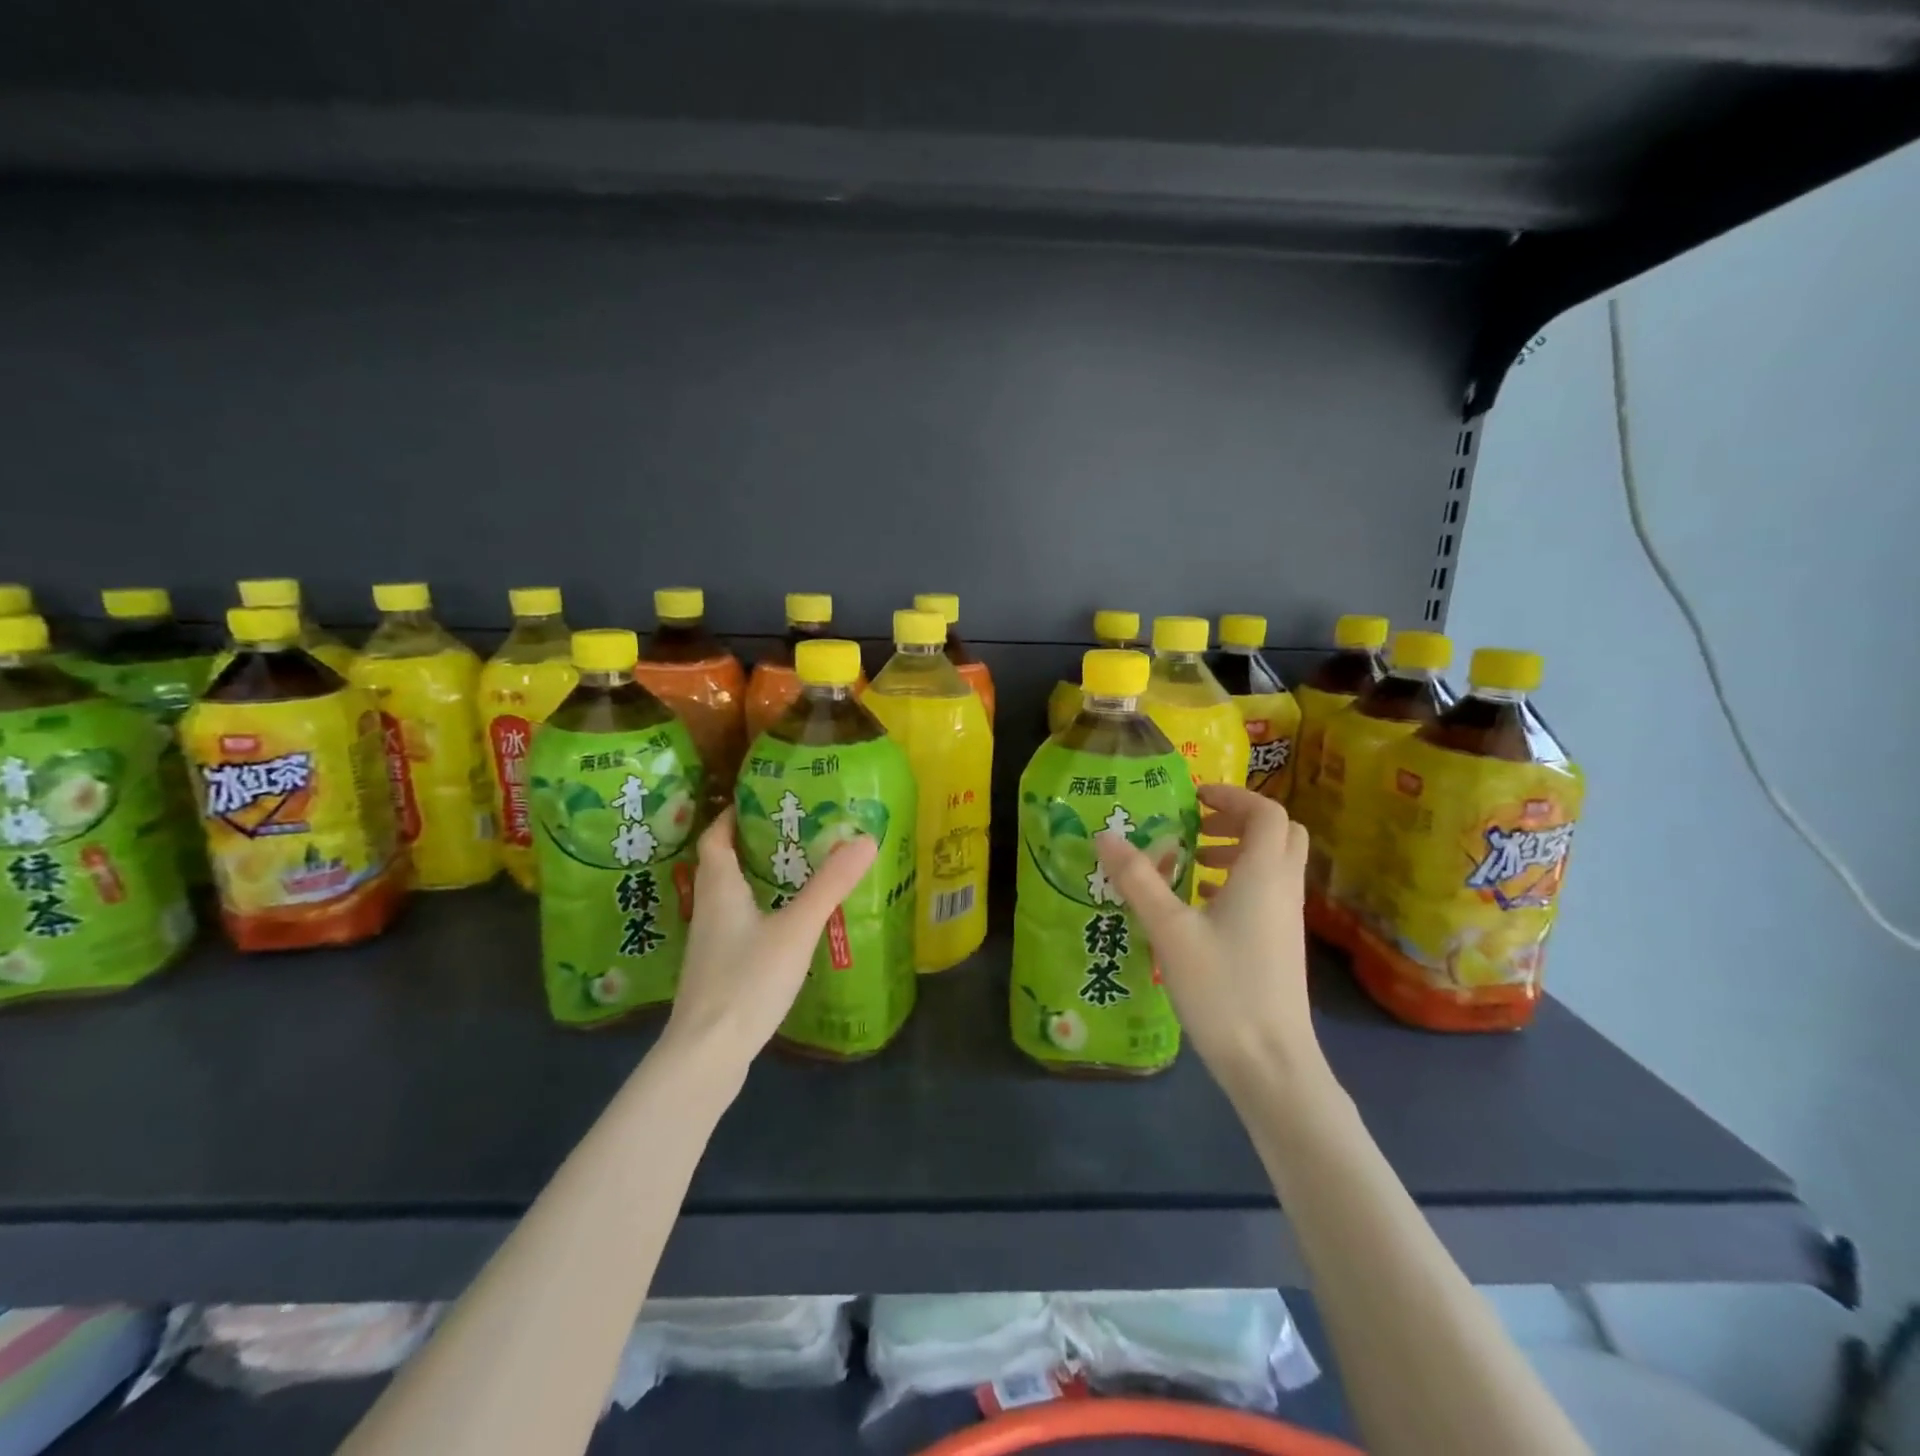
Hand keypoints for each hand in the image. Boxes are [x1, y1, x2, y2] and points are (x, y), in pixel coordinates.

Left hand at [661, 808, 877, 1079]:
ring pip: (730, 898)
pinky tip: (786, 926)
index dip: (731, 816)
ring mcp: (710, 945)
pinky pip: (738, 927)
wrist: (706, 1056)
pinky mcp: (718, 973)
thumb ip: (829, 885)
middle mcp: (709, 910)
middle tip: (793, 832)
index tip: (759, 801)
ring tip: (797, 872)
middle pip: (722, 865)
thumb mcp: (796, 929)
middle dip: (751, 844)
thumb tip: (865, 838)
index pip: (715, 838)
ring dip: (756, 880)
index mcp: (719, 889)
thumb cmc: (746, 981)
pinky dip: (759, 913)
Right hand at [1095, 784, 1322, 1095]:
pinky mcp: (1282, 944)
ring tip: (1192, 863)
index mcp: (1263, 874)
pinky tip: (1201, 905)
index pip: (1266, 812)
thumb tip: (1104, 836)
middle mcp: (1283, 888)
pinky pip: (1267, 891)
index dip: (1233, 795)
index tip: (1193, 799)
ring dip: (1237, 850)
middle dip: (1239, 820)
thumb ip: (1138, 879)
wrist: (1271, 1063)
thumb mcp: (1169, 930)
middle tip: (1197, 826)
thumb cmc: (1222, 988)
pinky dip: (1239, 881)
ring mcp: (1287, 918)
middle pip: (1279, 833)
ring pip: (1274, 863)